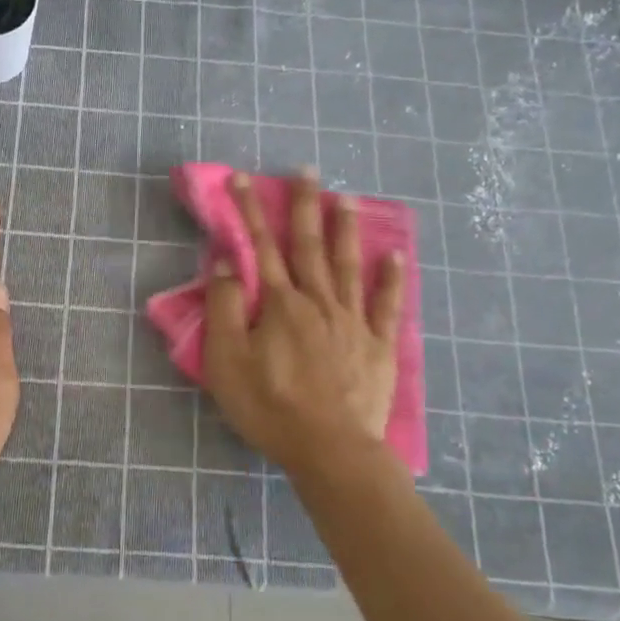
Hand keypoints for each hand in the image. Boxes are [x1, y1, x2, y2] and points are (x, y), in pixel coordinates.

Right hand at [202, 171, 404, 482]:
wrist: (330, 450)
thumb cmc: (270, 407)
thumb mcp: (227, 361)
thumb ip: (225, 307)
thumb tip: (228, 262)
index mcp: (280, 304)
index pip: (261, 247)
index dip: (249, 211)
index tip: (242, 179)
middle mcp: (318, 301)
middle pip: (309, 245)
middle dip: (304, 206)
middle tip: (308, 170)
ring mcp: (352, 321)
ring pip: (348, 265)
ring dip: (346, 229)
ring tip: (346, 198)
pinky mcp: (377, 345)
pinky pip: (385, 305)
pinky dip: (390, 279)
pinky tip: (395, 257)